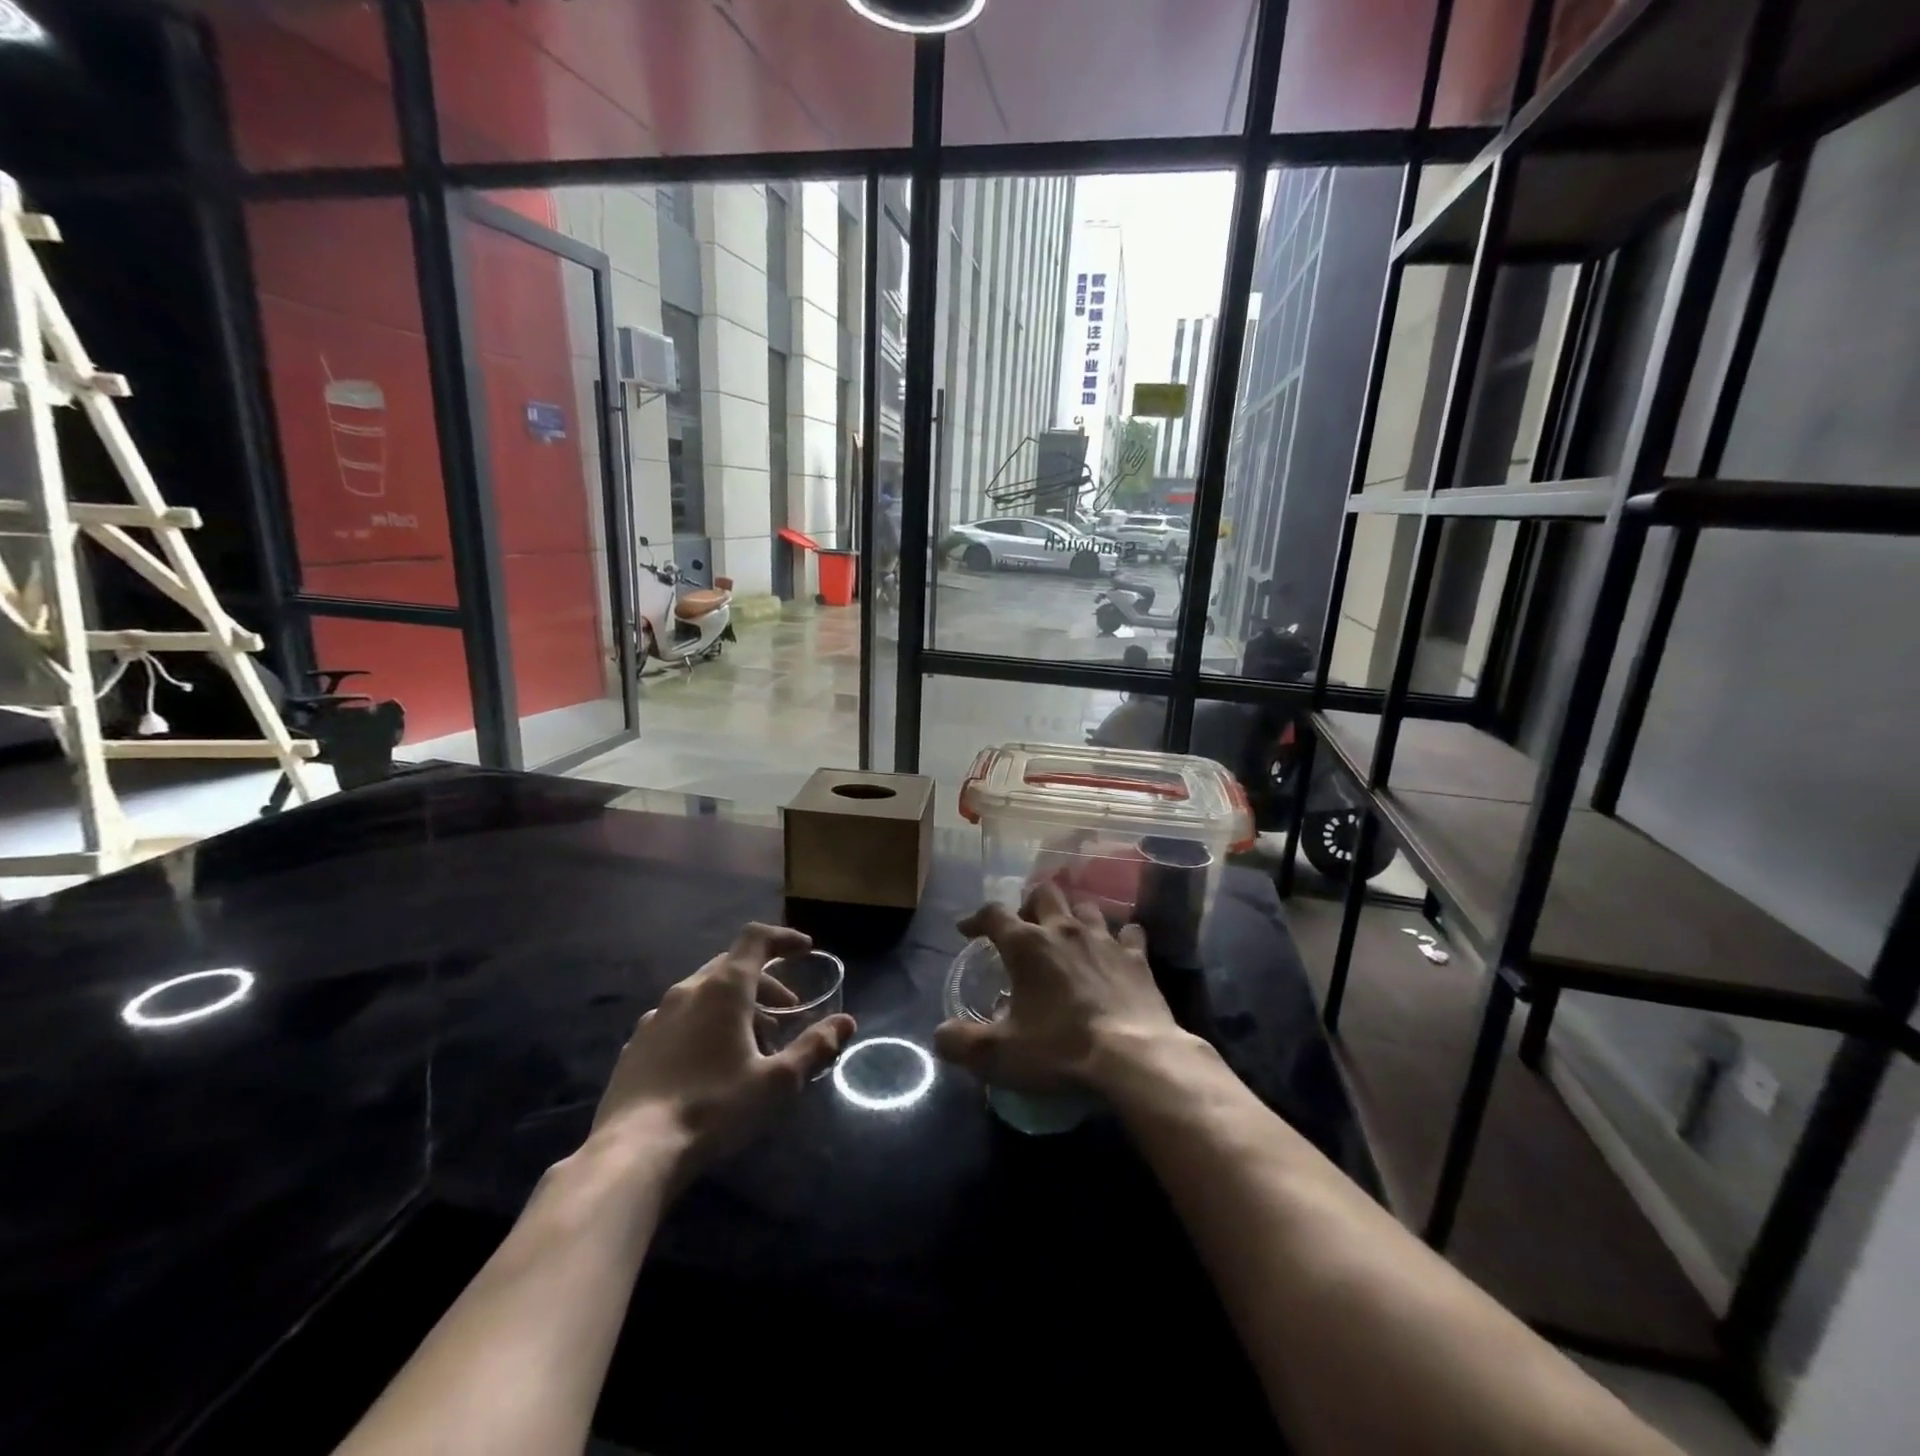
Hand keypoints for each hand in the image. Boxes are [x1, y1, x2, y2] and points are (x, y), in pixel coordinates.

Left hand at [589, 923, 855, 1176]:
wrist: (632, 1153)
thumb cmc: (714, 1108)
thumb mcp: (777, 1082)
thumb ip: (814, 1048)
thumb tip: (846, 1022)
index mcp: (724, 989)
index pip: (756, 939)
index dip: (783, 938)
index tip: (805, 950)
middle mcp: (688, 991)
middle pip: (732, 966)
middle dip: (765, 981)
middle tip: (787, 1011)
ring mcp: (656, 1017)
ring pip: (704, 993)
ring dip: (735, 1005)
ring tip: (752, 1042)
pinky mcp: (636, 1046)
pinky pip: (679, 1018)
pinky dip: (704, 1024)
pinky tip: (708, 1062)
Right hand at [933, 882, 1183, 1094]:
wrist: (1133, 1057)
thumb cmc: (1060, 1050)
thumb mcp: (999, 1055)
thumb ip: (961, 1043)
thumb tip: (940, 1036)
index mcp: (1026, 945)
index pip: (993, 914)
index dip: (976, 918)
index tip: (966, 930)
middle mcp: (1064, 930)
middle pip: (1044, 893)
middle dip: (1030, 904)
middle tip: (1024, 927)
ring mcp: (1104, 939)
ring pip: (1085, 907)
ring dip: (1073, 915)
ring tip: (1068, 935)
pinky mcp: (1137, 957)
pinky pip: (1129, 933)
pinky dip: (1121, 937)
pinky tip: (1118, 949)